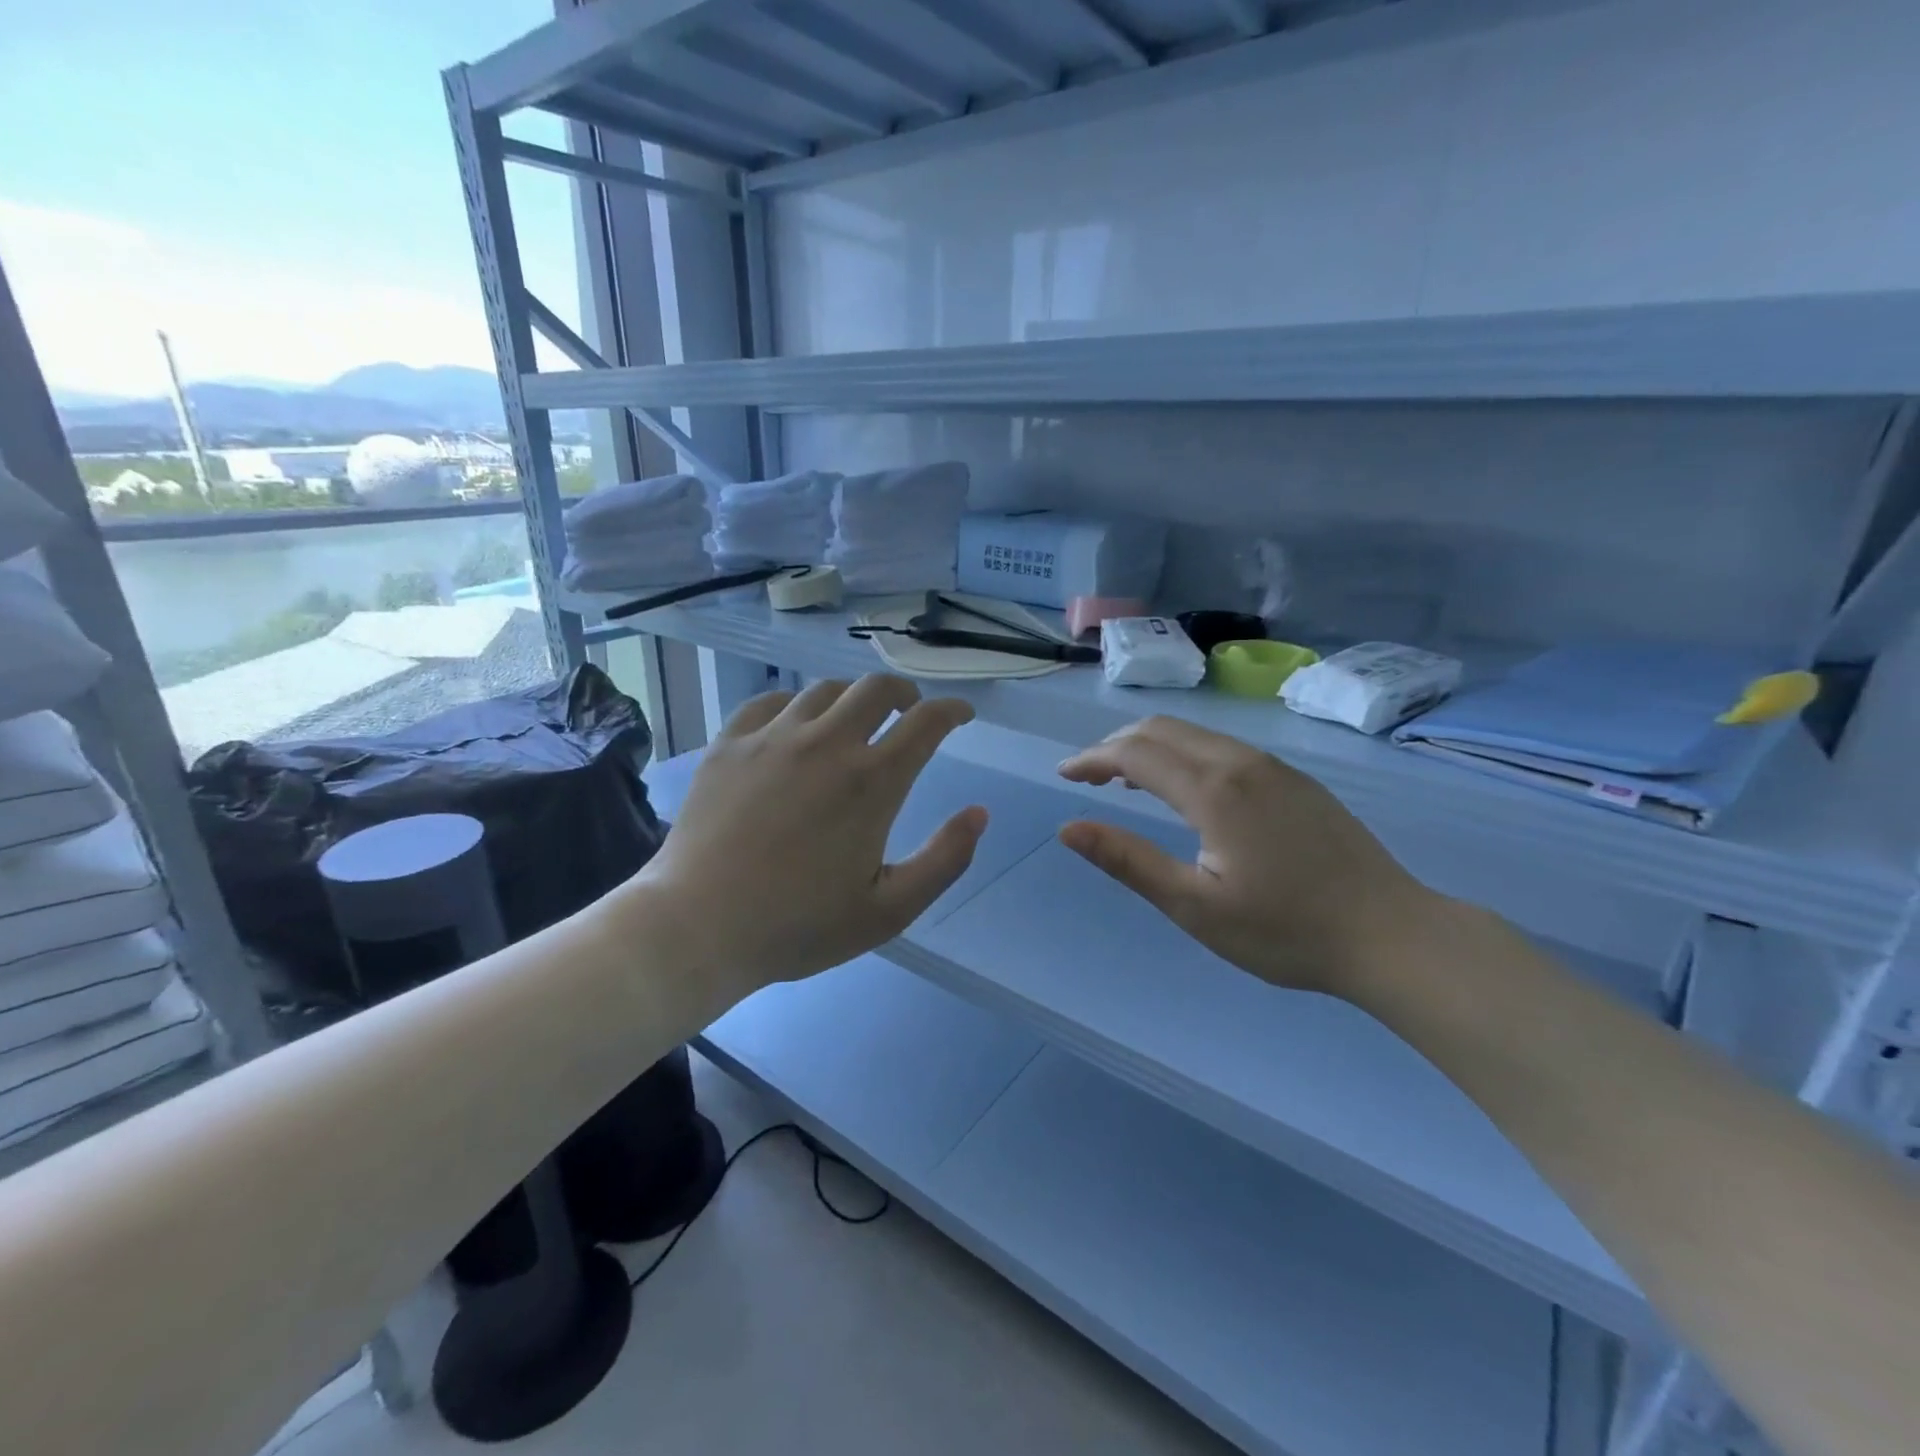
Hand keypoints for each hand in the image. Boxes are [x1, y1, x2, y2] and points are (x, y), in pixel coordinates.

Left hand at [633, 676, 987, 995]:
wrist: (697, 927)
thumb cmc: (799, 925)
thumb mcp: (889, 910)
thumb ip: (944, 860)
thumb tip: (979, 814)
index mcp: (871, 781)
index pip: (926, 722)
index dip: (952, 711)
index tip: (961, 715)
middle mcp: (826, 743)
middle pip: (876, 689)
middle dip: (904, 693)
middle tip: (909, 711)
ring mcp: (772, 738)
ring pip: (824, 690)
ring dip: (852, 699)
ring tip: (853, 720)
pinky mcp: (729, 744)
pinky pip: (768, 701)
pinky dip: (794, 705)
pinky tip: (793, 725)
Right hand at [1057, 716, 1432, 998]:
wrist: (1391, 934)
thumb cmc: (1285, 930)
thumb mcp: (1194, 907)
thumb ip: (1128, 861)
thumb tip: (1069, 829)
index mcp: (1213, 790)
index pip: (1134, 753)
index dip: (1092, 759)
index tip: (1064, 775)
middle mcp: (1241, 762)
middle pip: (1162, 730)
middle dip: (1115, 745)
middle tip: (1088, 776)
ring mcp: (1274, 767)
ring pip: (1195, 735)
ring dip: (1150, 747)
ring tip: (1125, 780)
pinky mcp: (1295, 780)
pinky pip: (1223, 748)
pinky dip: (1185, 754)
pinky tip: (1186, 790)